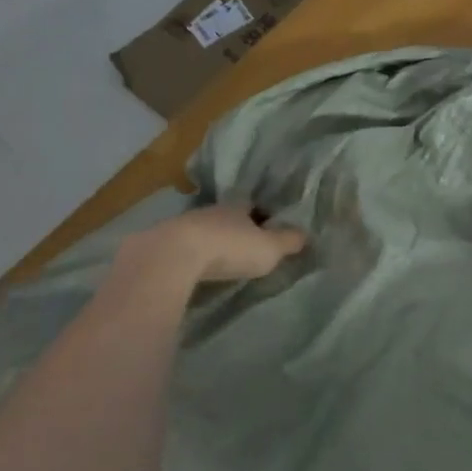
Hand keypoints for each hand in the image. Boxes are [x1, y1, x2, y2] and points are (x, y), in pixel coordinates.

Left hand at [148, 204, 306, 283]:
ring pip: (204, 229)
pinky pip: (185, 247)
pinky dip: (192, 255)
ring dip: (211, 240)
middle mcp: (211, 211)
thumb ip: (287, 241)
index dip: (261, 213)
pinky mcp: (164, 244)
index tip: (269, 222)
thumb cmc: (229, 247)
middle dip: (235, 227)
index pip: (252, 203)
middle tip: (245, 242)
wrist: (174, 255)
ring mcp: (184, 225)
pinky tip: (195, 266)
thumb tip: (307, 233)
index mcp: (237, 206)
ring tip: (220, 257)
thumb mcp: (268, 248)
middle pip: (226, 216)